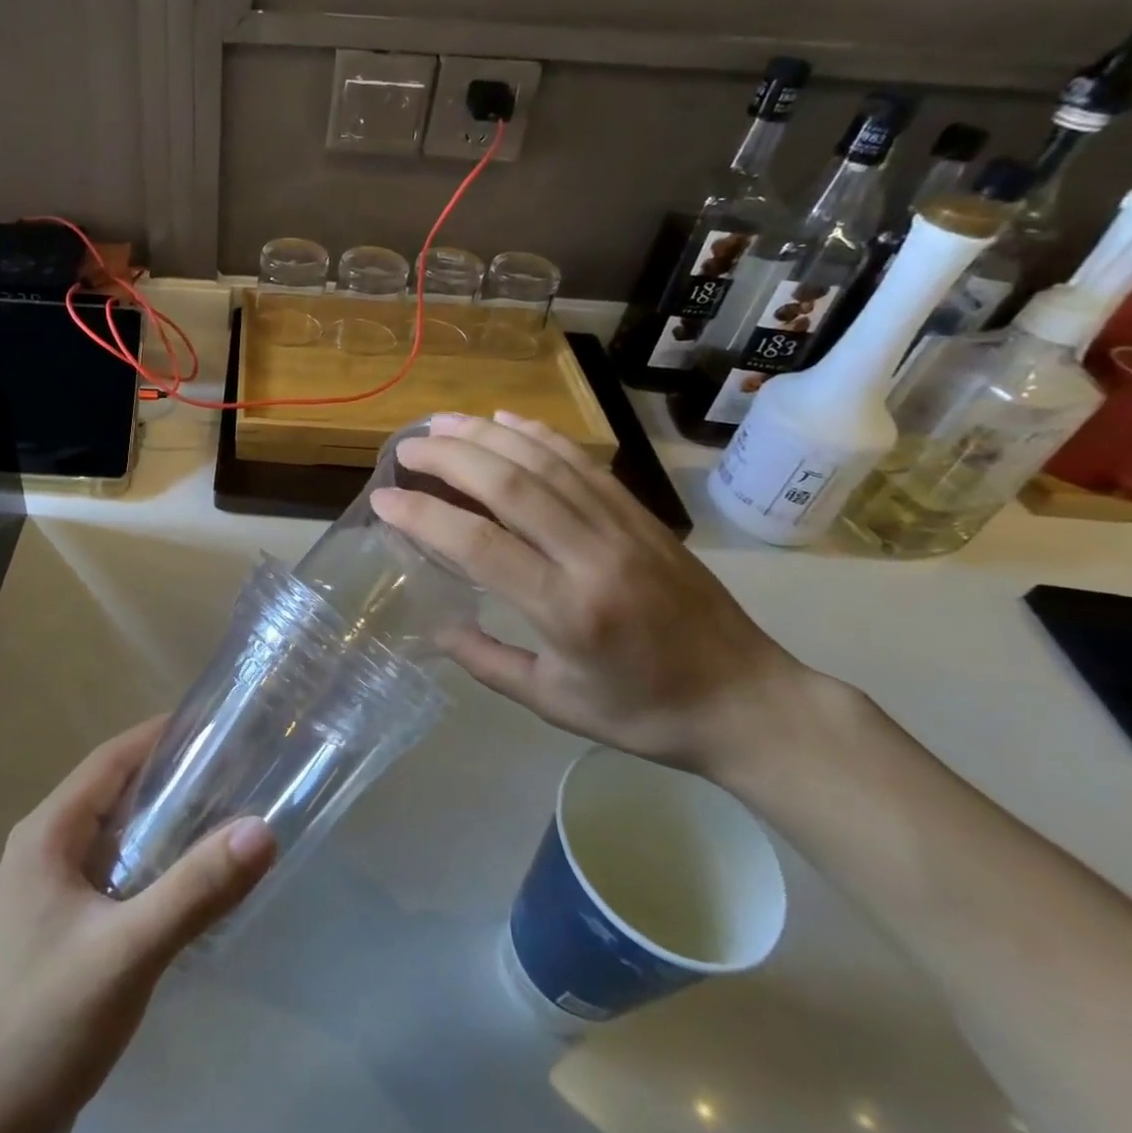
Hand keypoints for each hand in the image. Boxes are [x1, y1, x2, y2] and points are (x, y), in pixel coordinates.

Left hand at [0, 718, 276, 1132]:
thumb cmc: (48, 1022)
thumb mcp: (128, 951)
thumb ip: (195, 889)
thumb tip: (263, 829)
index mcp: (48, 832)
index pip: (112, 758)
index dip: (162, 735)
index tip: (217, 724)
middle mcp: (46, 846)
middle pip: (117, 789)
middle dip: (172, 773)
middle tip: (236, 765)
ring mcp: (52, 886)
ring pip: (119, 830)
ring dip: (166, 817)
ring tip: (226, 808)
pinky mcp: (66, 921)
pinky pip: (118, 866)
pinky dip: (155, 856)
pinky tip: (192, 871)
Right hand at [369, 411, 807, 780]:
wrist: (748, 701)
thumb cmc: (644, 712)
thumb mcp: (555, 704)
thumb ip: (486, 662)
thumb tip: (434, 626)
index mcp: (567, 611)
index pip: (478, 545)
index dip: (423, 515)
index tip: (383, 500)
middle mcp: (592, 555)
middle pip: (509, 484)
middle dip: (448, 457)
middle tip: (406, 448)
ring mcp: (622, 526)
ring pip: (544, 461)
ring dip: (487, 434)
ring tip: (441, 422)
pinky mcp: (640, 514)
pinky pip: (582, 461)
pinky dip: (539, 434)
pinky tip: (506, 420)